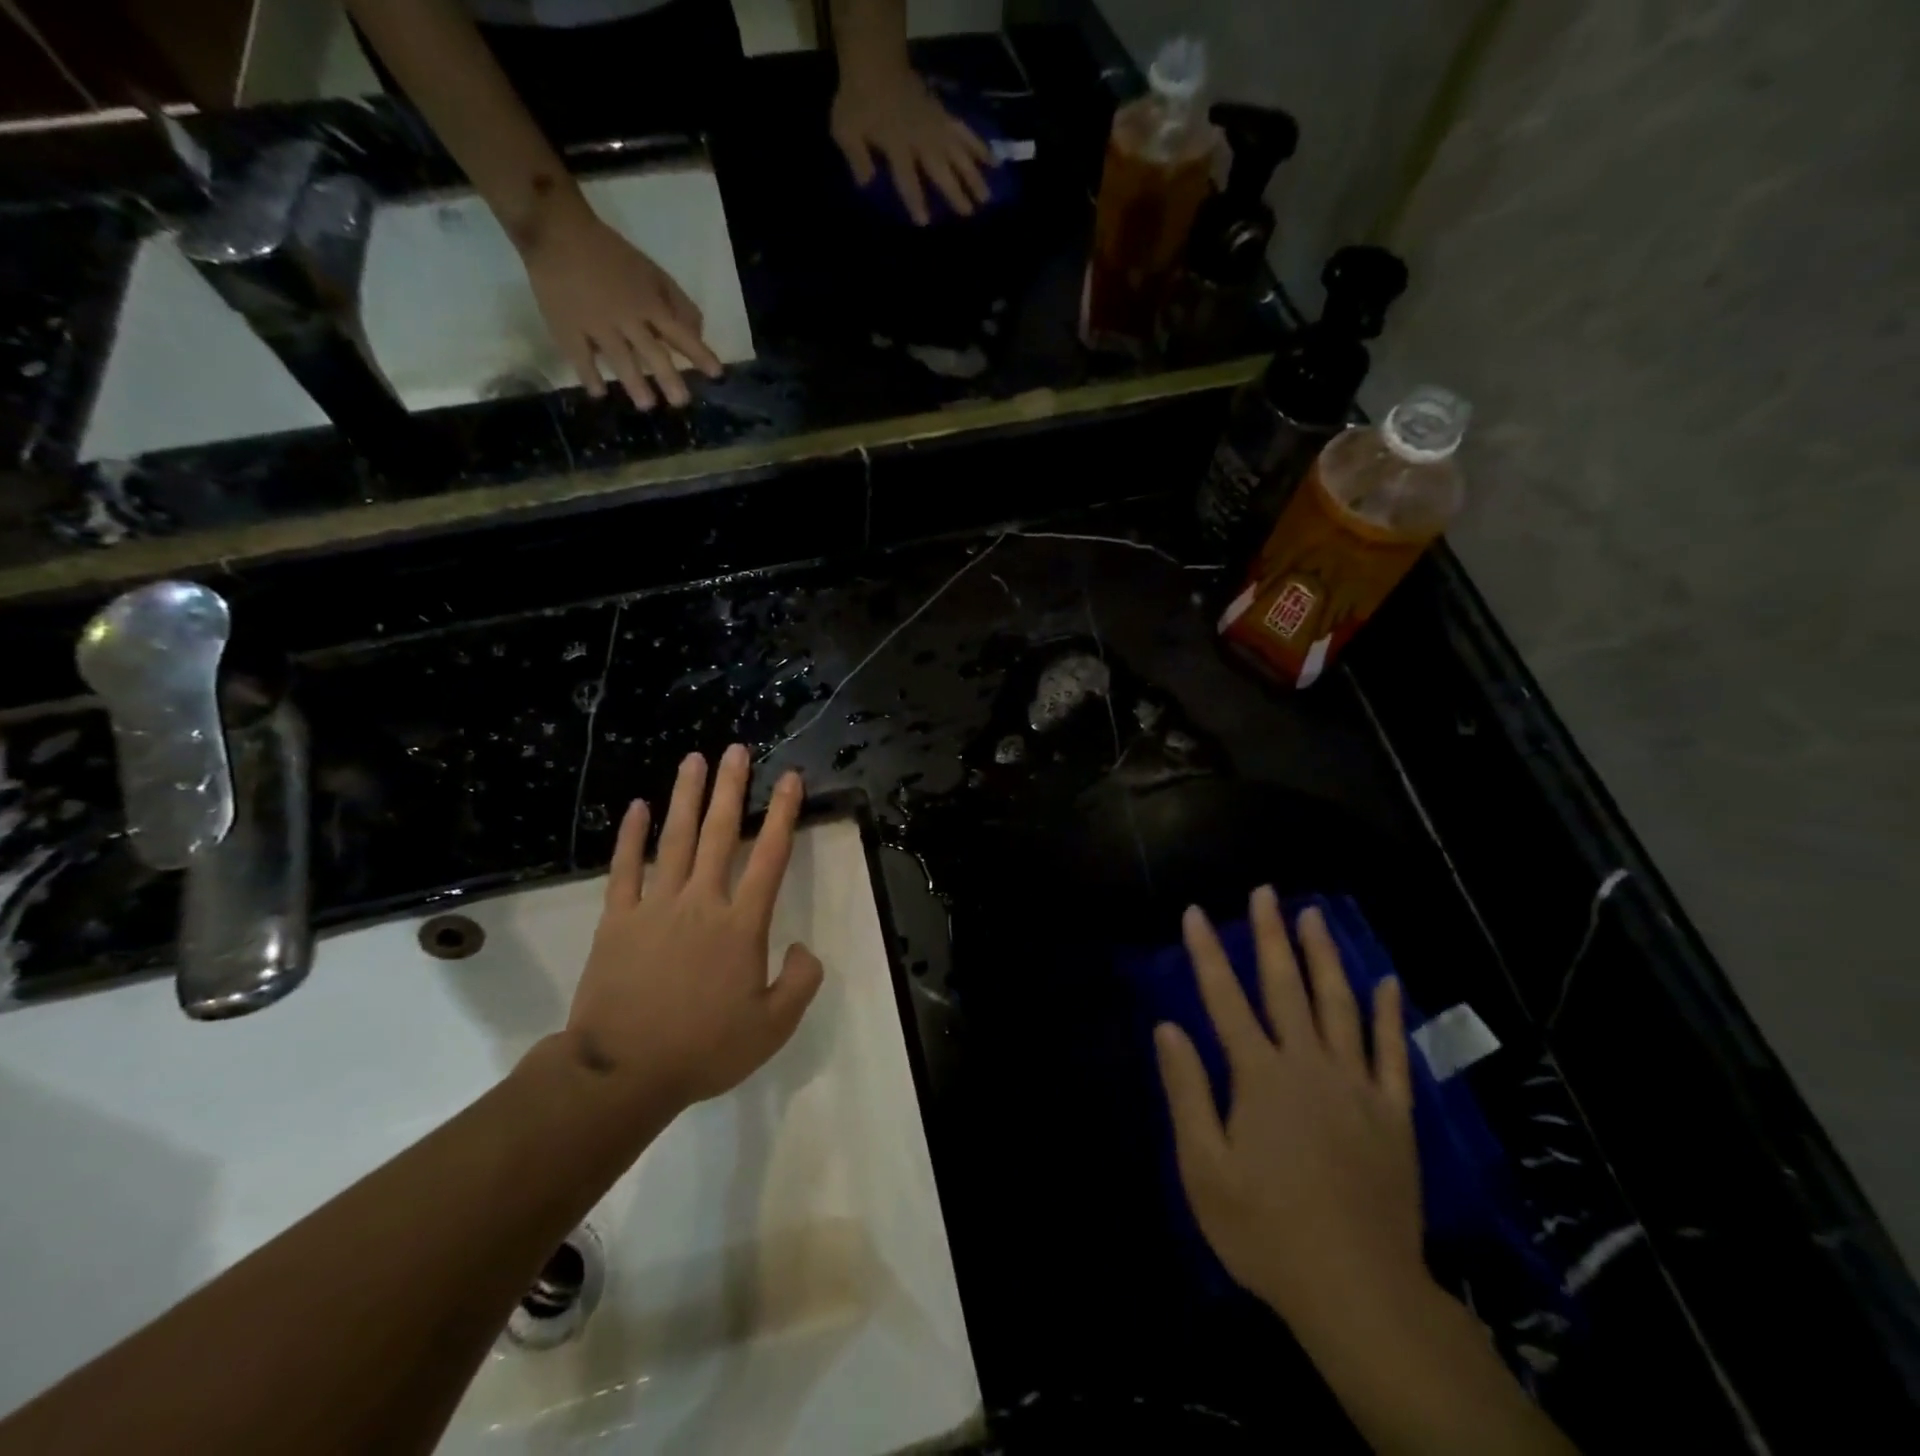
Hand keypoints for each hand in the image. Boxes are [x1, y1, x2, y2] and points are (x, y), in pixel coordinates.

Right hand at [520, 193, 722, 409]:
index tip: (717, 374)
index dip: (700, 354)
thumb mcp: (652, 273)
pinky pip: (580, 356)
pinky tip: (598, 393)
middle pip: (652, 352)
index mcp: (648, 302)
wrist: (555, 229)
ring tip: (647, 405)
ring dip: (635, 383)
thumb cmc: (611, 255)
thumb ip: (678, 303)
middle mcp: (626, 316)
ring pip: (620, 358)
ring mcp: (596, 323)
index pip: (681, 332)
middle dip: (669, 378)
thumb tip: (698, 335)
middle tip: (681, 402)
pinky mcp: (566, 327)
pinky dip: (589, 376)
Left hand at [564, 745, 823, 1113]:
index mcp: (741, 925)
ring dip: (687, 797)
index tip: (789, 779)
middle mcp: (701, 902)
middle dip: (731, 788)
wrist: (622, 1073)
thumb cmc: (703, 1049)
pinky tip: (637, 807)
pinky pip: (624, 869)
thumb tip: (803, 947)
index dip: (783, 814)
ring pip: (676, 839)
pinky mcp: (618, 919)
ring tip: (694, 759)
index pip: (770, 856)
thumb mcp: (772, 1027)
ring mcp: (656, 906)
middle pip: (720, 833)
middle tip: (737, 750)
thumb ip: (799, 982)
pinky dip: (631, 836)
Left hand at [831, 60, 993, 225]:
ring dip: (974, 175)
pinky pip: (965, 132)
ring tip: (987, 197)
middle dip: (955, 192)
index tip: (925, 222)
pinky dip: (980, 146)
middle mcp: (920, 139)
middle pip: (941, 168)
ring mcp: (935, 125)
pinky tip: (993, 160)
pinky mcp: (944, 115)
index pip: (907, 178)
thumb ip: (857, 159)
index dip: (916, 200)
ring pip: (958, 152)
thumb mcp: (845, 131)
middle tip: (970, 213)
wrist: (875, 61)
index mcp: (896, 145)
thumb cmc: (857, 101)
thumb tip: (867, 185)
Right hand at [1155, 889, 1423, 1324]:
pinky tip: (1386, 981)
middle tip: (1265, 892)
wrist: (1358, 1291)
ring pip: (1339, 1005)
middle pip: (1285, 986)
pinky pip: (1391, 1053)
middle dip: (1270, 935)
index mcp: (1259, 1076)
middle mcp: (1308, 1065)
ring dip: (1324, 956)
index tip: (1195, 912)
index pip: (1224, 998)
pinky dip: (1387, 1014)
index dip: (1206, 952)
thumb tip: (1168, 1026)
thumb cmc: (1266, 1229)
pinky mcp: (1393, 1114)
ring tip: (1314, 915)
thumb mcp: (1204, 1167)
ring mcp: (1356, 1086)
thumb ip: (1187, 1091)